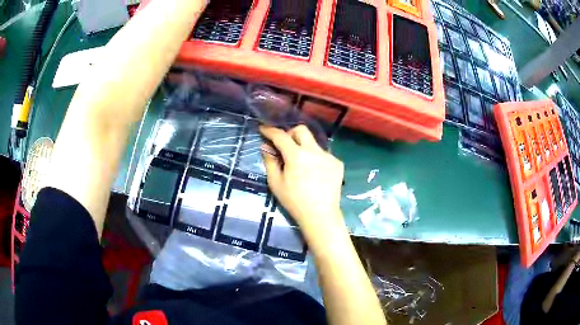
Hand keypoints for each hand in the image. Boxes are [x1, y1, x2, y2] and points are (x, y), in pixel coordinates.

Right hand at [260, 125, 344, 236]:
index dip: (270, 130)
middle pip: (302, 130)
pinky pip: (323, 154)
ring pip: (313, 143)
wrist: (320, 215)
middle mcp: (314, 151)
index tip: (263, 129)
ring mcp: (328, 156)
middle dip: (290, 133)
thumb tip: (265, 147)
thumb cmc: (294, 201)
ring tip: (301, 165)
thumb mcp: (276, 183)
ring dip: (304, 148)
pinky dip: (315, 158)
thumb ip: (270, 162)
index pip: (281, 136)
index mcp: (297, 155)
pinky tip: (314, 174)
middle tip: (284, 145)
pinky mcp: (337, 164)